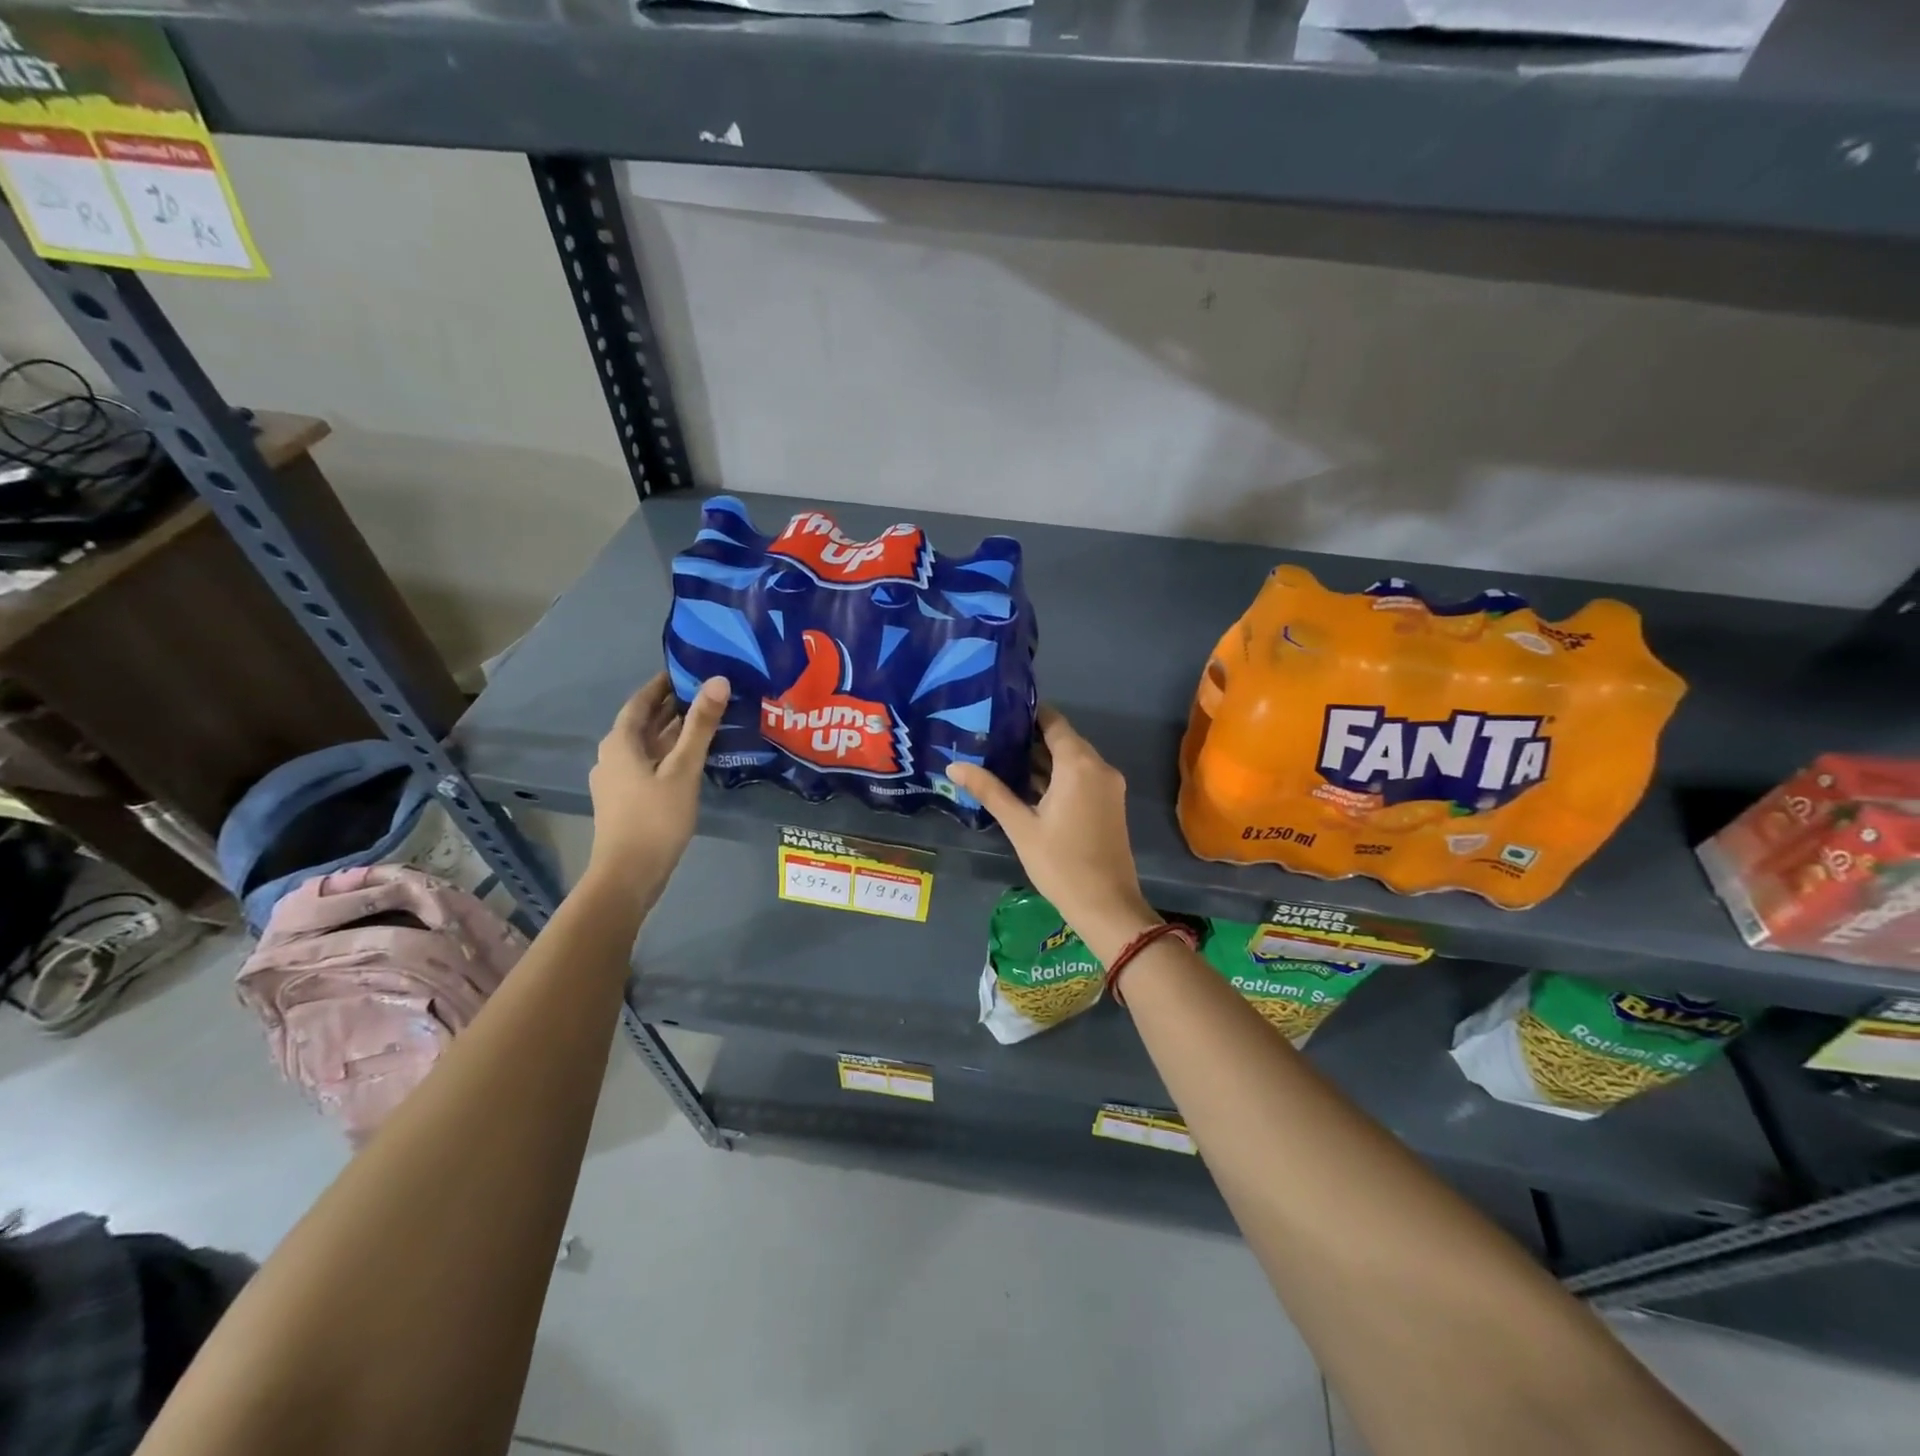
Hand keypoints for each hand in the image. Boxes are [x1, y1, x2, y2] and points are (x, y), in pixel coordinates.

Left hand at [585, 671, 729, 897]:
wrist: (628, 875)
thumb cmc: (655, 818)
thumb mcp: (683, 769)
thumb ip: (701, 726)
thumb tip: (718, 680)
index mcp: (620, 742)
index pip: (641, 701)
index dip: (663, 684)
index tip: (689, 670)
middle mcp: (613, 755)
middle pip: (643, 722)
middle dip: (671, 706)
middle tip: (706, 692)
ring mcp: (617, 779)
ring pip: (647, 745)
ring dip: (672, 731)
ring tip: (705, 721)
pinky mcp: (626, 799)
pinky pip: (649, 764)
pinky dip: (669, 753)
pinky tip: (692, 759)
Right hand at [947, 707, 1159, 963]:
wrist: (1106, 906)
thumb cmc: (1061, 864)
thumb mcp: (1020, 826)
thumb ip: (990, 791)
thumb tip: (954, 765)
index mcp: (1079, 764)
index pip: (1054, 722)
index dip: (1027, 714)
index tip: (997, 711)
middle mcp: (1099, 767)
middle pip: (1063, 739)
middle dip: (1029, 736)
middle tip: (991, 735)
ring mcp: (1108, 786)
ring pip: (1072, 759)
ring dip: (1042, 758)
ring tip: (1001, 756)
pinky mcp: (1109, 803)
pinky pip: (1081, 776)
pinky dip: (1057, 775)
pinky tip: (1026, 784)